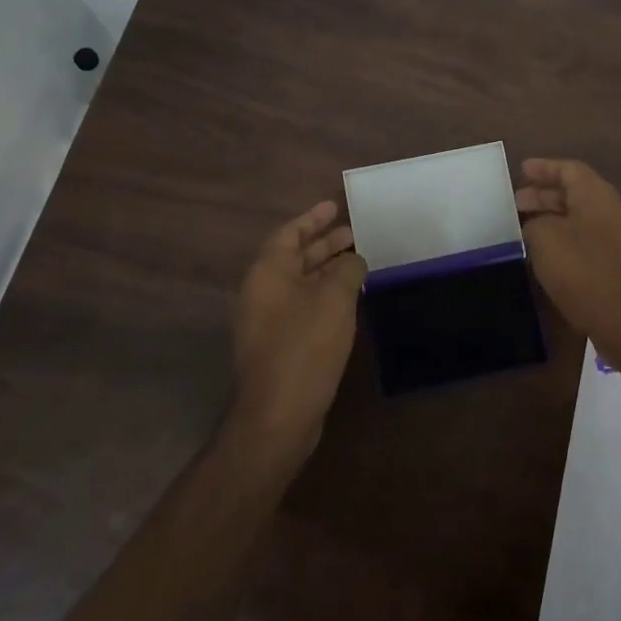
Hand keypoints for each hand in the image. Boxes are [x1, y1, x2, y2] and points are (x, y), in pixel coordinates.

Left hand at [231, 201, 365, 452]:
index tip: (334, 206)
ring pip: (300, 283)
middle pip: (294, 257)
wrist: (278, 414)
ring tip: (358, 262)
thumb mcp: (334, 298)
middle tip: (354, 233)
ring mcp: (268, 321)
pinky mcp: (278, 345)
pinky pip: (302, 306)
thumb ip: (347, 269)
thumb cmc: (305, 346)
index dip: (312, 218)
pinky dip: (324, 295)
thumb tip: (353, 259)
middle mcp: (262, 292)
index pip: (289, 234)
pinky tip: (348, 300)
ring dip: (327, 270)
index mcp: (267, 273)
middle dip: (324, 243)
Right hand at [515, 159, 620, 365]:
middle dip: (544, 195)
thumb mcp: (545, 239)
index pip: (569, 169)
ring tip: (525, 227)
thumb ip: (535, 223)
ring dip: (552, 218)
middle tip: (516, 202)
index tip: (521, 169)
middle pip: (575, 192)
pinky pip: (586, 238)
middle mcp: (611, 209)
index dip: (544, 168)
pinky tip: (545, 253)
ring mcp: (618, 237)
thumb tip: (536, 225)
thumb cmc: (583, 271)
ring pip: (580, 217)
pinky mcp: (618, 262)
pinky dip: (564, 238)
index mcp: (596, 194)